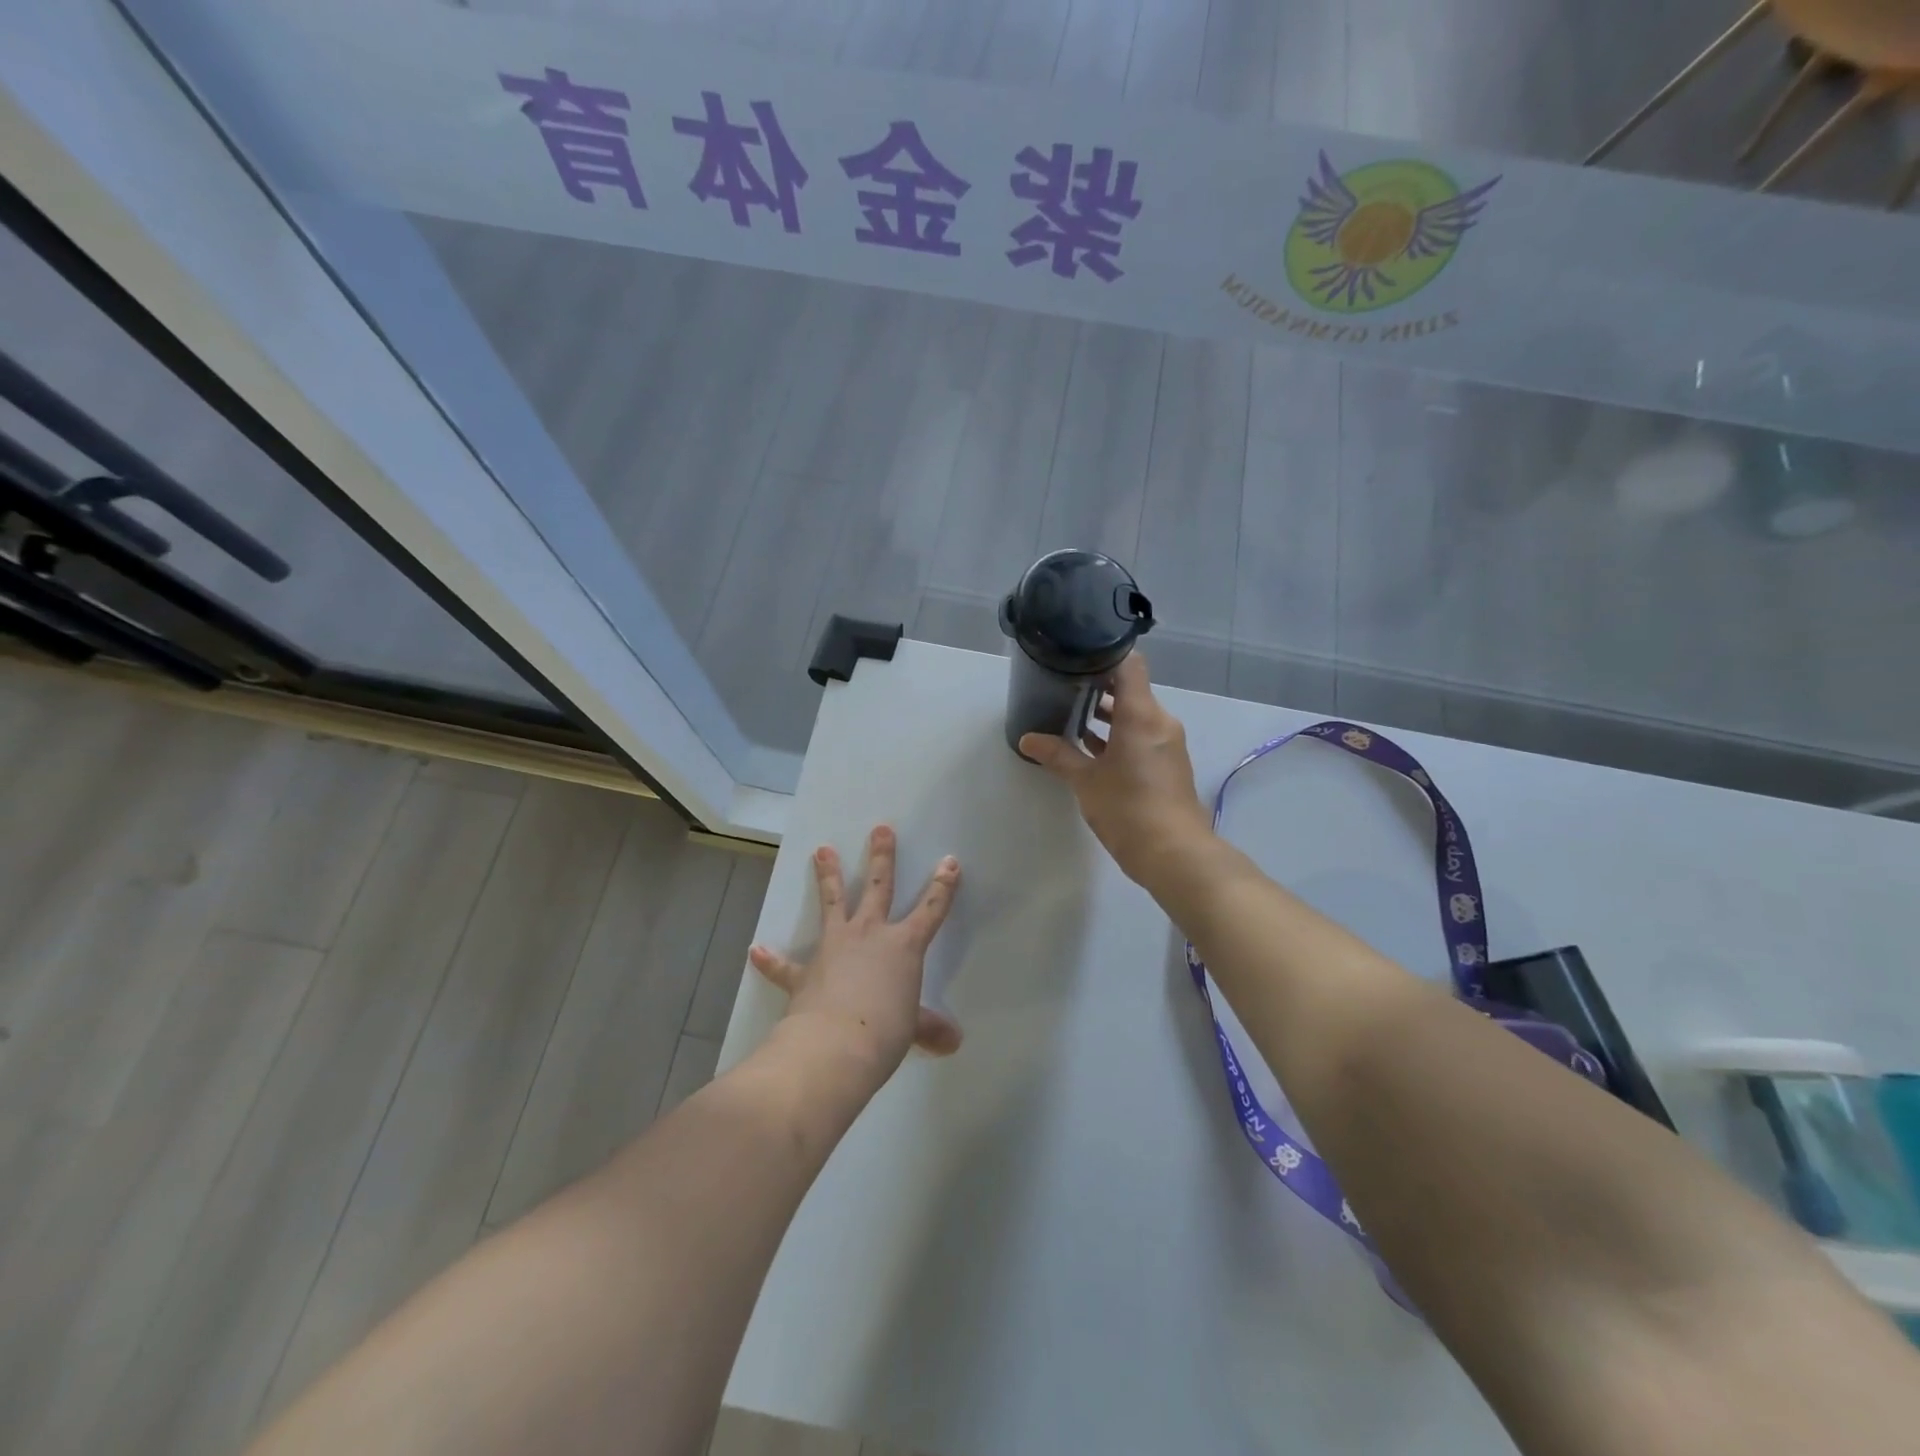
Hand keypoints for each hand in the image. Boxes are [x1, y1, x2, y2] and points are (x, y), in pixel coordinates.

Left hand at [748, 826, 962, 1078]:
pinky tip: (756, 950)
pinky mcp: (805, 971)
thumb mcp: (912, 1029)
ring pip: (832, 903)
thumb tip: (953, 1042)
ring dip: (827, 876)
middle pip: (878, 887)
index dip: (943, 886)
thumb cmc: (884, 1032)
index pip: (931, 910)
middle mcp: (869, 935)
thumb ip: (929, 1027)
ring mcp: (834, 947)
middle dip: (882, 856)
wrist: (835, 1045)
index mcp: (903, 947)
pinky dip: (771, 959)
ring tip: (822, 850)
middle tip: (880, 828)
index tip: (949, 861)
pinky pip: (785, 964)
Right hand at [1018, 655, 1213, 888]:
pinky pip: (1141, 735)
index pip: (1129, 665)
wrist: (1174, 853)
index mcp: (1142, 714)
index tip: (1076, 656)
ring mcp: (1166, 742)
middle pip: (1131, 689)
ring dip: (1108, 715)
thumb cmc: (1128, 808)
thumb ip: (1058, 755)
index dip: (1104, 655)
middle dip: (1098, 687)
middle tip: (1063, 686)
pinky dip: (1119, 735)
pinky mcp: (1167, 763)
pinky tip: (1091, 748)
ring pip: (1135, 715)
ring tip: (1071, 715)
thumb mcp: (1086, 781)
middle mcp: (1159, 721)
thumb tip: (1027, 739)